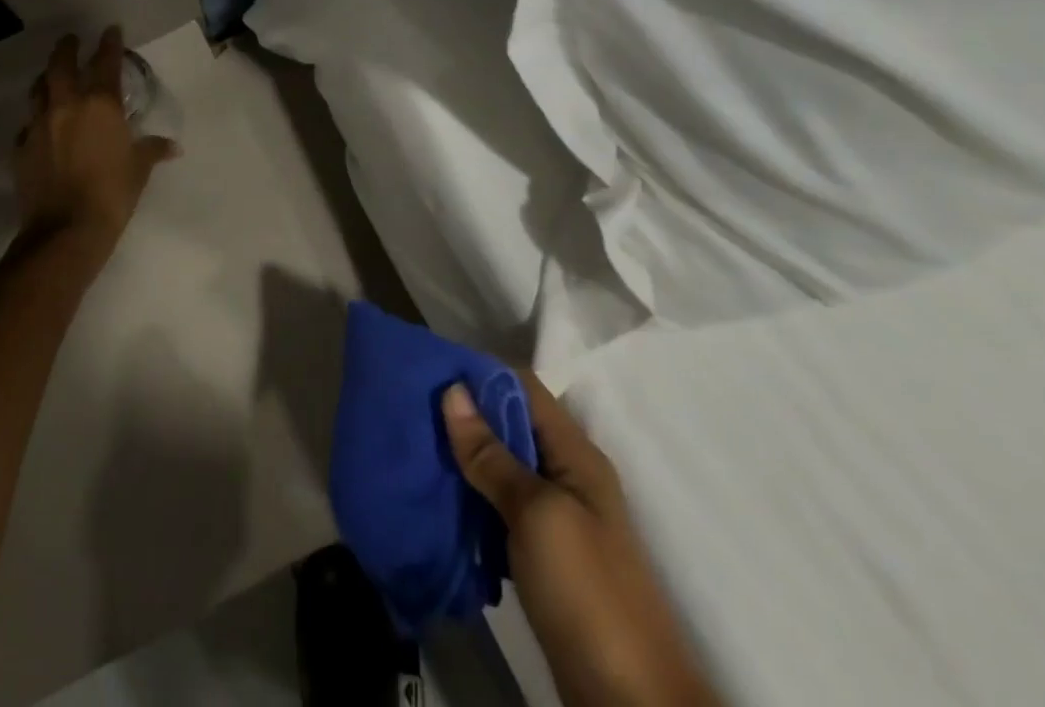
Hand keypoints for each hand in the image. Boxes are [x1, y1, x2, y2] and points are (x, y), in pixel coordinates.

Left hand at [14, 28, 178, 249]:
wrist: (65, 230)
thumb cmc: (112, 194)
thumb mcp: (139, 170)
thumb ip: (152, 150)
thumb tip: (172, 146)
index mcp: (99, 105)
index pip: (106, 62)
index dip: (109, 43)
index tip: (111, 30)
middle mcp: (66, 106)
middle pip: (60, 65)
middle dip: (67, 48)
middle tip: (71, 40)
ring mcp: (38, 126)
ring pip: (37, 90)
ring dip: (45, 79)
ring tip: (51, 77)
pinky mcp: (21, 148)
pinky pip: (26, 126)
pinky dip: (35, 121)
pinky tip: (40, 128)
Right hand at [442, 374, 720, 706]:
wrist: (632, 706)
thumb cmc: (587, 593)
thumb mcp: (536, 515)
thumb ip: (492, 455)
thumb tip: (452, 390)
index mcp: (575, 455)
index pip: (523, 388)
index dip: (479, 375)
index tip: (429, 371)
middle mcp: (567, 476)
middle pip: (509, 425)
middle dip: (464, 416)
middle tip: (412, 411)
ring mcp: (556, 518)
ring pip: (500, 467)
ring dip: (463, 458)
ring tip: (416, 447)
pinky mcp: (542, 556)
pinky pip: (498, 508)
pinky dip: (470, 499)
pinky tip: (438, 498)